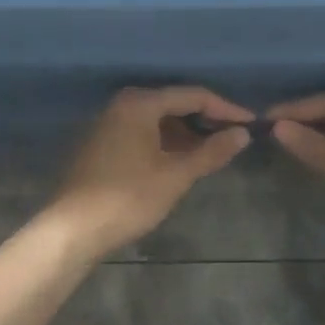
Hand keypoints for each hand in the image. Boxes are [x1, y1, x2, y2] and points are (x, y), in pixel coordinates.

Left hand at [46, 87, 253, 258]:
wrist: (73, 228)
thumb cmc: (128, 198)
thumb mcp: (175, 175)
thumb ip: (211, 151)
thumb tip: (242, 134)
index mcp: (139, 103)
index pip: (193, 95)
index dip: (225, 109)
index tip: (251, 124)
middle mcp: (121, 104)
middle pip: (173, 104)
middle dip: (204, 121)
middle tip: (233, 139)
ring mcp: (108, 123)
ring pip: (156, 120)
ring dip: (185, 134)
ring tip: (212, 154)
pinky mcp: (101, 144)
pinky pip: (141, 133)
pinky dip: (164, 143)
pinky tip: (180, 162)